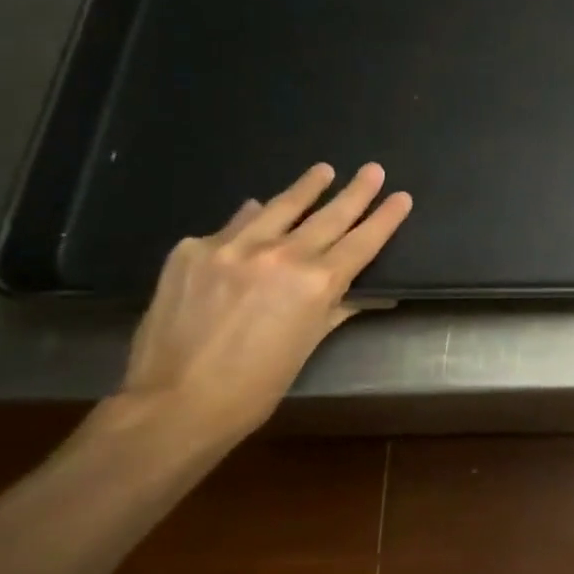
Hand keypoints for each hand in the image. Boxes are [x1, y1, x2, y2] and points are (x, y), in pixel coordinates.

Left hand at [113, 162, 411, 448]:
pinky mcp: (193, 250)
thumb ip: (333, 307)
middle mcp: (280, 255)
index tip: (401, 196)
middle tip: (373, 169)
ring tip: (322, 171)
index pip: (362, 241)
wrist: (172, 404)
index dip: (385, 217)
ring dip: (306, 188)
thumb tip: (356, 288)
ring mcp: (232, 247)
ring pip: (280, 207)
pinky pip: (232, 226)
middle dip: (356, 191)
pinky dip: (250, 219)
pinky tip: (256, 211)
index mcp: (316, 283)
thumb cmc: (254, 387)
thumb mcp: (307, 346)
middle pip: (329, 215)